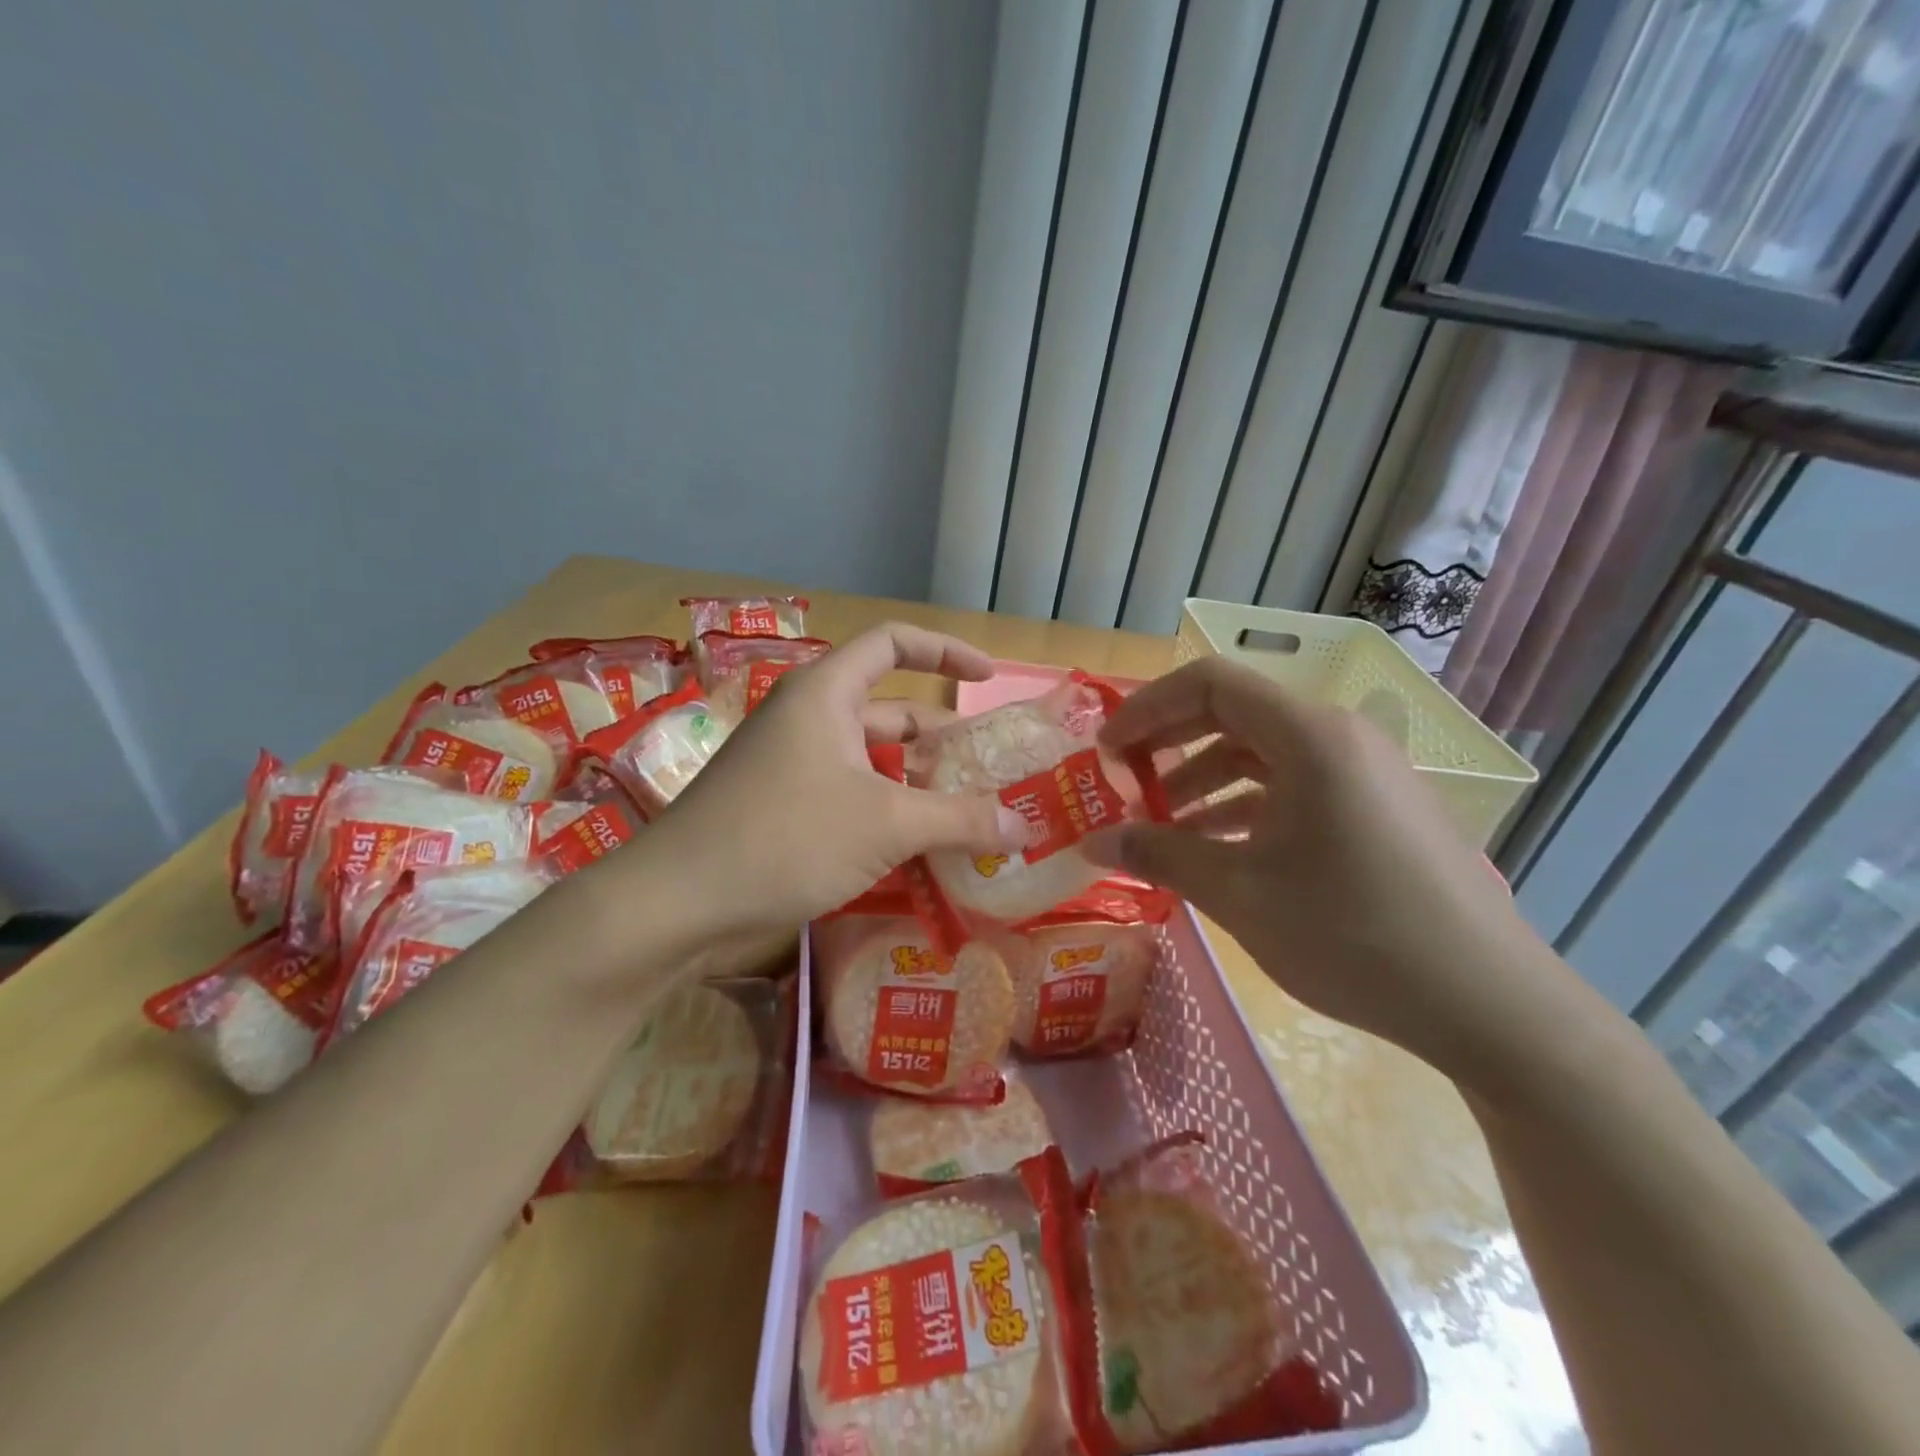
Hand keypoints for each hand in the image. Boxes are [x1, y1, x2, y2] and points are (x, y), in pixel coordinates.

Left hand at [636, 622, 1025, 937]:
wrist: (677, 903)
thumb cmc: (786, 838)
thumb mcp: (887, 824)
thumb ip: (960, 820)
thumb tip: (1024, 827)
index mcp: (826, 693)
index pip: (893, 643)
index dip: (945, 650)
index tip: (988, 678)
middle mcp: (808, 718)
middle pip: (890, 710)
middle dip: (942, 738)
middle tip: (991, 771)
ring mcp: (792, 765)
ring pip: (872, 760)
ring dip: (918, 783)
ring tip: (969, 816)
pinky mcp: (783, 807)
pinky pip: (851, 795)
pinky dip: (888, 813)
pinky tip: (920, 849)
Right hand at [1085, 657, 1560, 1086]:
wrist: (1486, 1003)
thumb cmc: (1352, 933)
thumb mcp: (1239, 893)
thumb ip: (1160, 855)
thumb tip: (1093, 843)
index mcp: (1309, 736)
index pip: (1209, 683)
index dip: (1147, 709)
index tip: (1106, 751)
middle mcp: (1339, 736)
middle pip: (1235, 713)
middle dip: (1170, 744)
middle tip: (1123, 782)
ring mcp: (1364, 771)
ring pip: (1264, 753)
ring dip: (1204, 779)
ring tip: (1161, 824)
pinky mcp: (1376, 807)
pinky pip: (1295, 785)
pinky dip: (1246, 805)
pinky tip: (1216, 847)